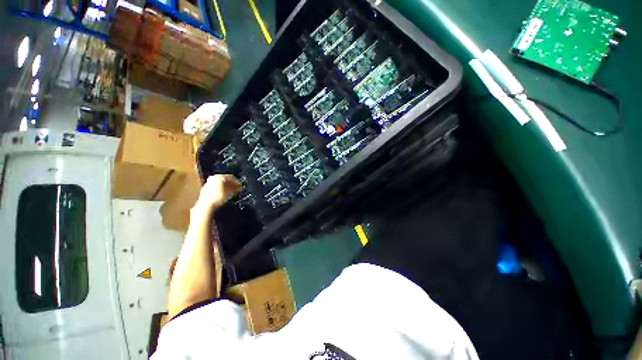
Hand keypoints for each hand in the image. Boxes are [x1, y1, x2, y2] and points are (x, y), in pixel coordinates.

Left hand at [195, 174, 242, 210]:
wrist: (206, 205)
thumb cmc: (218, 197)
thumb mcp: (230, 192)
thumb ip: (236, 188)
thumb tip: (239, 187)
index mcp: (219, 176)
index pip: (231, 177)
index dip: (237, 181)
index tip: (241, 186)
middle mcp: (213, 178)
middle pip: (225, 180)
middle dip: (232, 184)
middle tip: (237, 188)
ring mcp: (208, 183)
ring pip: (220, 184)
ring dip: (227, 187)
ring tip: (232, 192)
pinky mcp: (205, 189)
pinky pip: (216, 187)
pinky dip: (221, 190)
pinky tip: (225, 194)